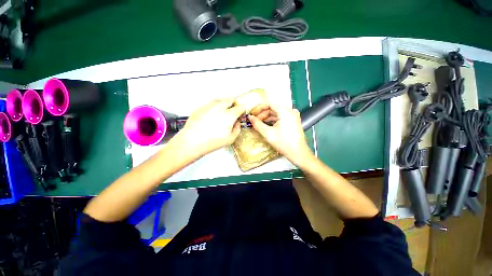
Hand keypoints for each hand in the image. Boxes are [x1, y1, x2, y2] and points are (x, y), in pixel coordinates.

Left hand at [172, 99, 244, 157]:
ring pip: (221, 100)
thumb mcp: (231, 139)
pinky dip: (215, 107)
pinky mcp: (201, 107)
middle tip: (232, 114)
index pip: (241, 106)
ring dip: (224, 105)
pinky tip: (211, 117)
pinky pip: (211, 104)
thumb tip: (237, 121)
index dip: (242, 111)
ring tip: (221, 115)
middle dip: (234, 105)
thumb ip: (237, 128)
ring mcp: (209, 105)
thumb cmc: (212, 142)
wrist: (192, 141)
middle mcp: (220, 106)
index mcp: (229, 114)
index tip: (240, 116)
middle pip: (231, 99)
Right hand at [249, 104, 313, 164]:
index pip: (269, 104)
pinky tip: (266, 126)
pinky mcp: (292, 121)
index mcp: (285, 111)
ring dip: (267, 118)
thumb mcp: (268, 134)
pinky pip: (280, 118)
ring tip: (258, 124)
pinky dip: (272, 121)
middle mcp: (290, 111)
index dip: (259, 109)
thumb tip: (250, 117)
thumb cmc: (284, 143)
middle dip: (262, 114)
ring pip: (276, 114)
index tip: (252, 114)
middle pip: (272, 109)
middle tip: (254, 121)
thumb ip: (257, 124)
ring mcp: (292, 116)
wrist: (298, 153)